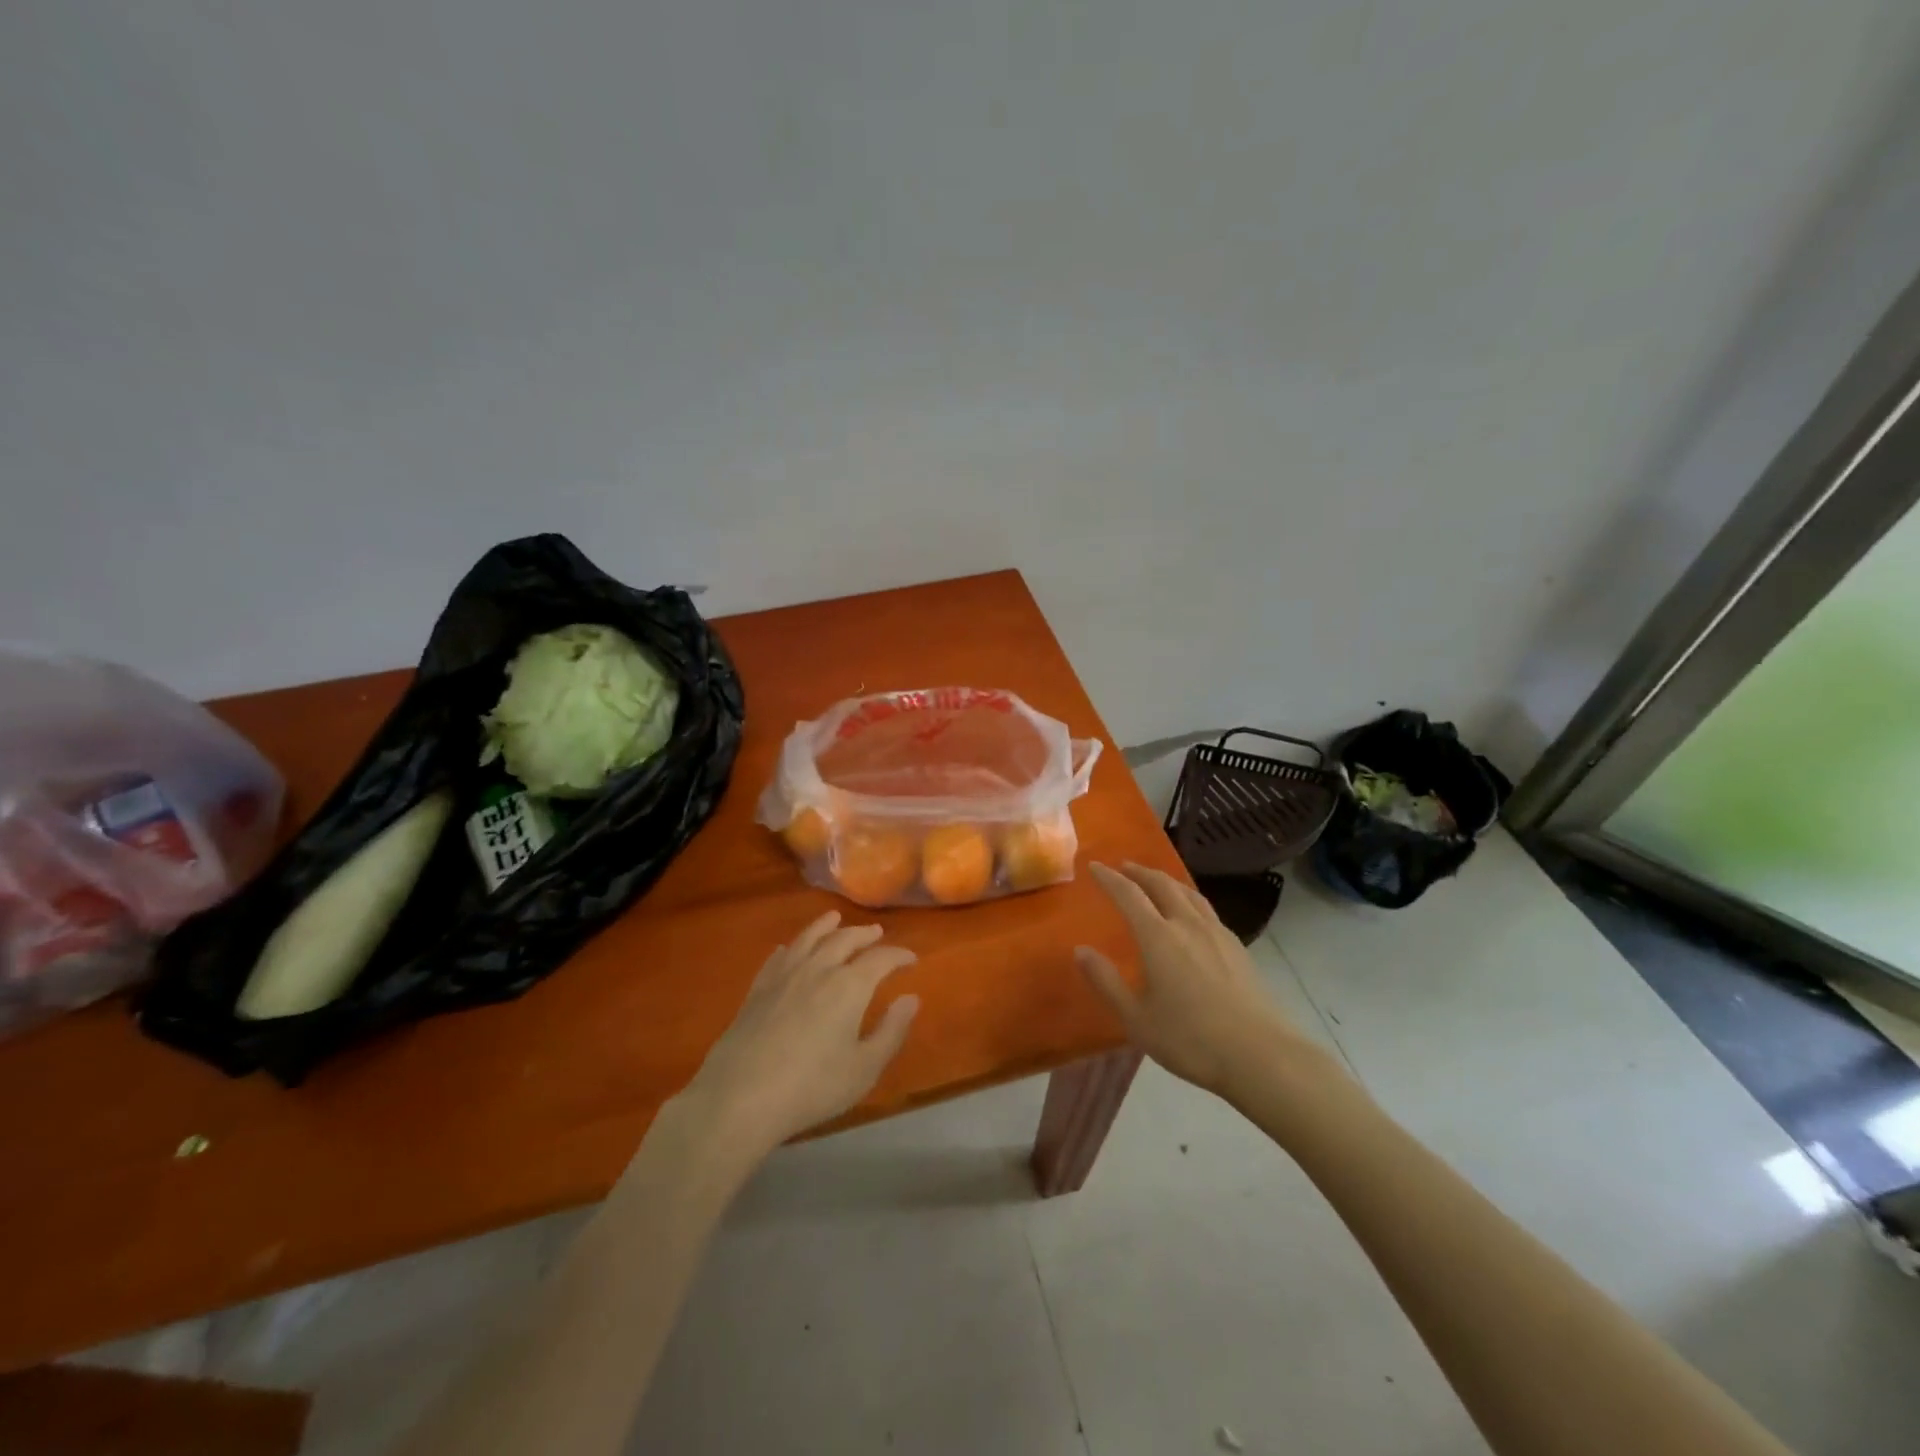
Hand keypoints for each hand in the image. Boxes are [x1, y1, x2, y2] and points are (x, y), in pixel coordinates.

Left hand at [678, 910, 919, 1153]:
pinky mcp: (758, 989)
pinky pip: (778, 957)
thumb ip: (891, 1031)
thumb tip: (911, 998)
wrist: (741, 1097)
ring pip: (809, 938)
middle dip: (864, 934)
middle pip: (845, 940)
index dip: (899, 955)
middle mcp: (818, 969)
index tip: (911, 958)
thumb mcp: (864, 1068)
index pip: (881, 959)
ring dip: (825, 926)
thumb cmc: (812, 1087)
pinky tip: (789, 948)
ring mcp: (784, 976)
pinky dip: (790, 947)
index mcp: (849, 986)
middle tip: (877, 932)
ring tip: (834, 918)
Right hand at [1077, 861, 1317, 1096]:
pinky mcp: (1238, 947)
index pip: (1129, 894)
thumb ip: (1107, 982)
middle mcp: (1187, 924)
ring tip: (1156, 882)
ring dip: (1167, 881)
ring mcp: (1217, 933)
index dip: (1109, 878)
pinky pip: (1206, 909)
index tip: (1095, 866)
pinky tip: (1191, 915)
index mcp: (1158, 937)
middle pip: (1162, 884)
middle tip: (1124, 867)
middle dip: (1140, 872)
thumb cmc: (1190, 1039)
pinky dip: (1189, 899)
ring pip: (1189, 893)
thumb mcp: (1137, 1018)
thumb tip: (1081, 951)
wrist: (1260, 1054)